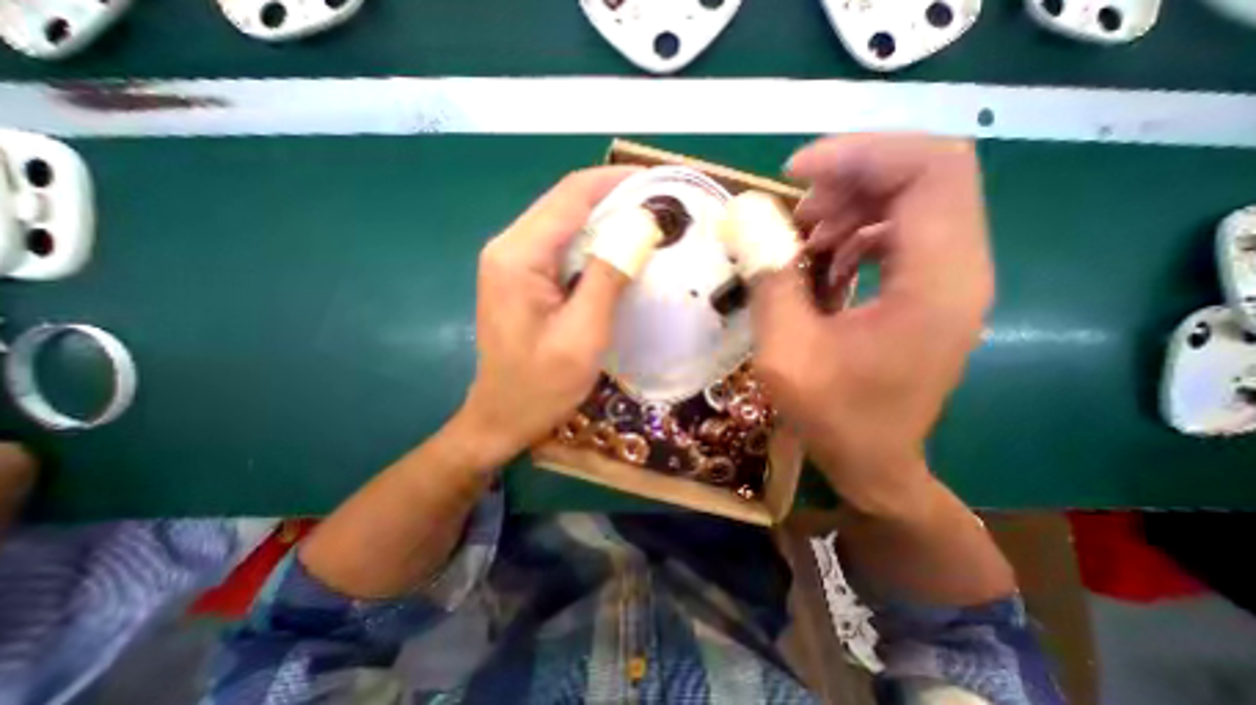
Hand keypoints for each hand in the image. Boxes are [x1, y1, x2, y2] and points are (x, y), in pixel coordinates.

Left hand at [455, 167, 638, 465]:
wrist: (503, 416)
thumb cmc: (541, 385)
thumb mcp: (582, 334)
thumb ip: (608, 276)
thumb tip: (641, 227)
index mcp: (518, 255)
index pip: (571, 195)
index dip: (616, 181)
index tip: (658, 182)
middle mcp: (509, 246)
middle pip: (567, 203)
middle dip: (614, 198)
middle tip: (661, 206)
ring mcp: (513, 261)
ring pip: (566, 223)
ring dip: (606, 219)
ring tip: (649, 225)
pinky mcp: (522, 277)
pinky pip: (562, 246)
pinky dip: (594, 243)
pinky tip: (620, 252)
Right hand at [744, 136, 990, 513]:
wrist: (872, 460)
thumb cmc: (831, 415)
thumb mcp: (785, 350)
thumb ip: (770, 280)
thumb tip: (750, 223)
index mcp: (935, 282)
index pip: (928, 170)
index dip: (859, 154)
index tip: (794, 173)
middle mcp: (958, 269)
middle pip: (922, 178)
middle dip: (848, 179)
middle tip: (793, 212)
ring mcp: (947, 280)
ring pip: (908, 204)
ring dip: (848, 209)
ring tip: (799, 240)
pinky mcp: (928, 291)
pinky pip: (896, 236)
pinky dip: (853, 236)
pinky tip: (818, 264)